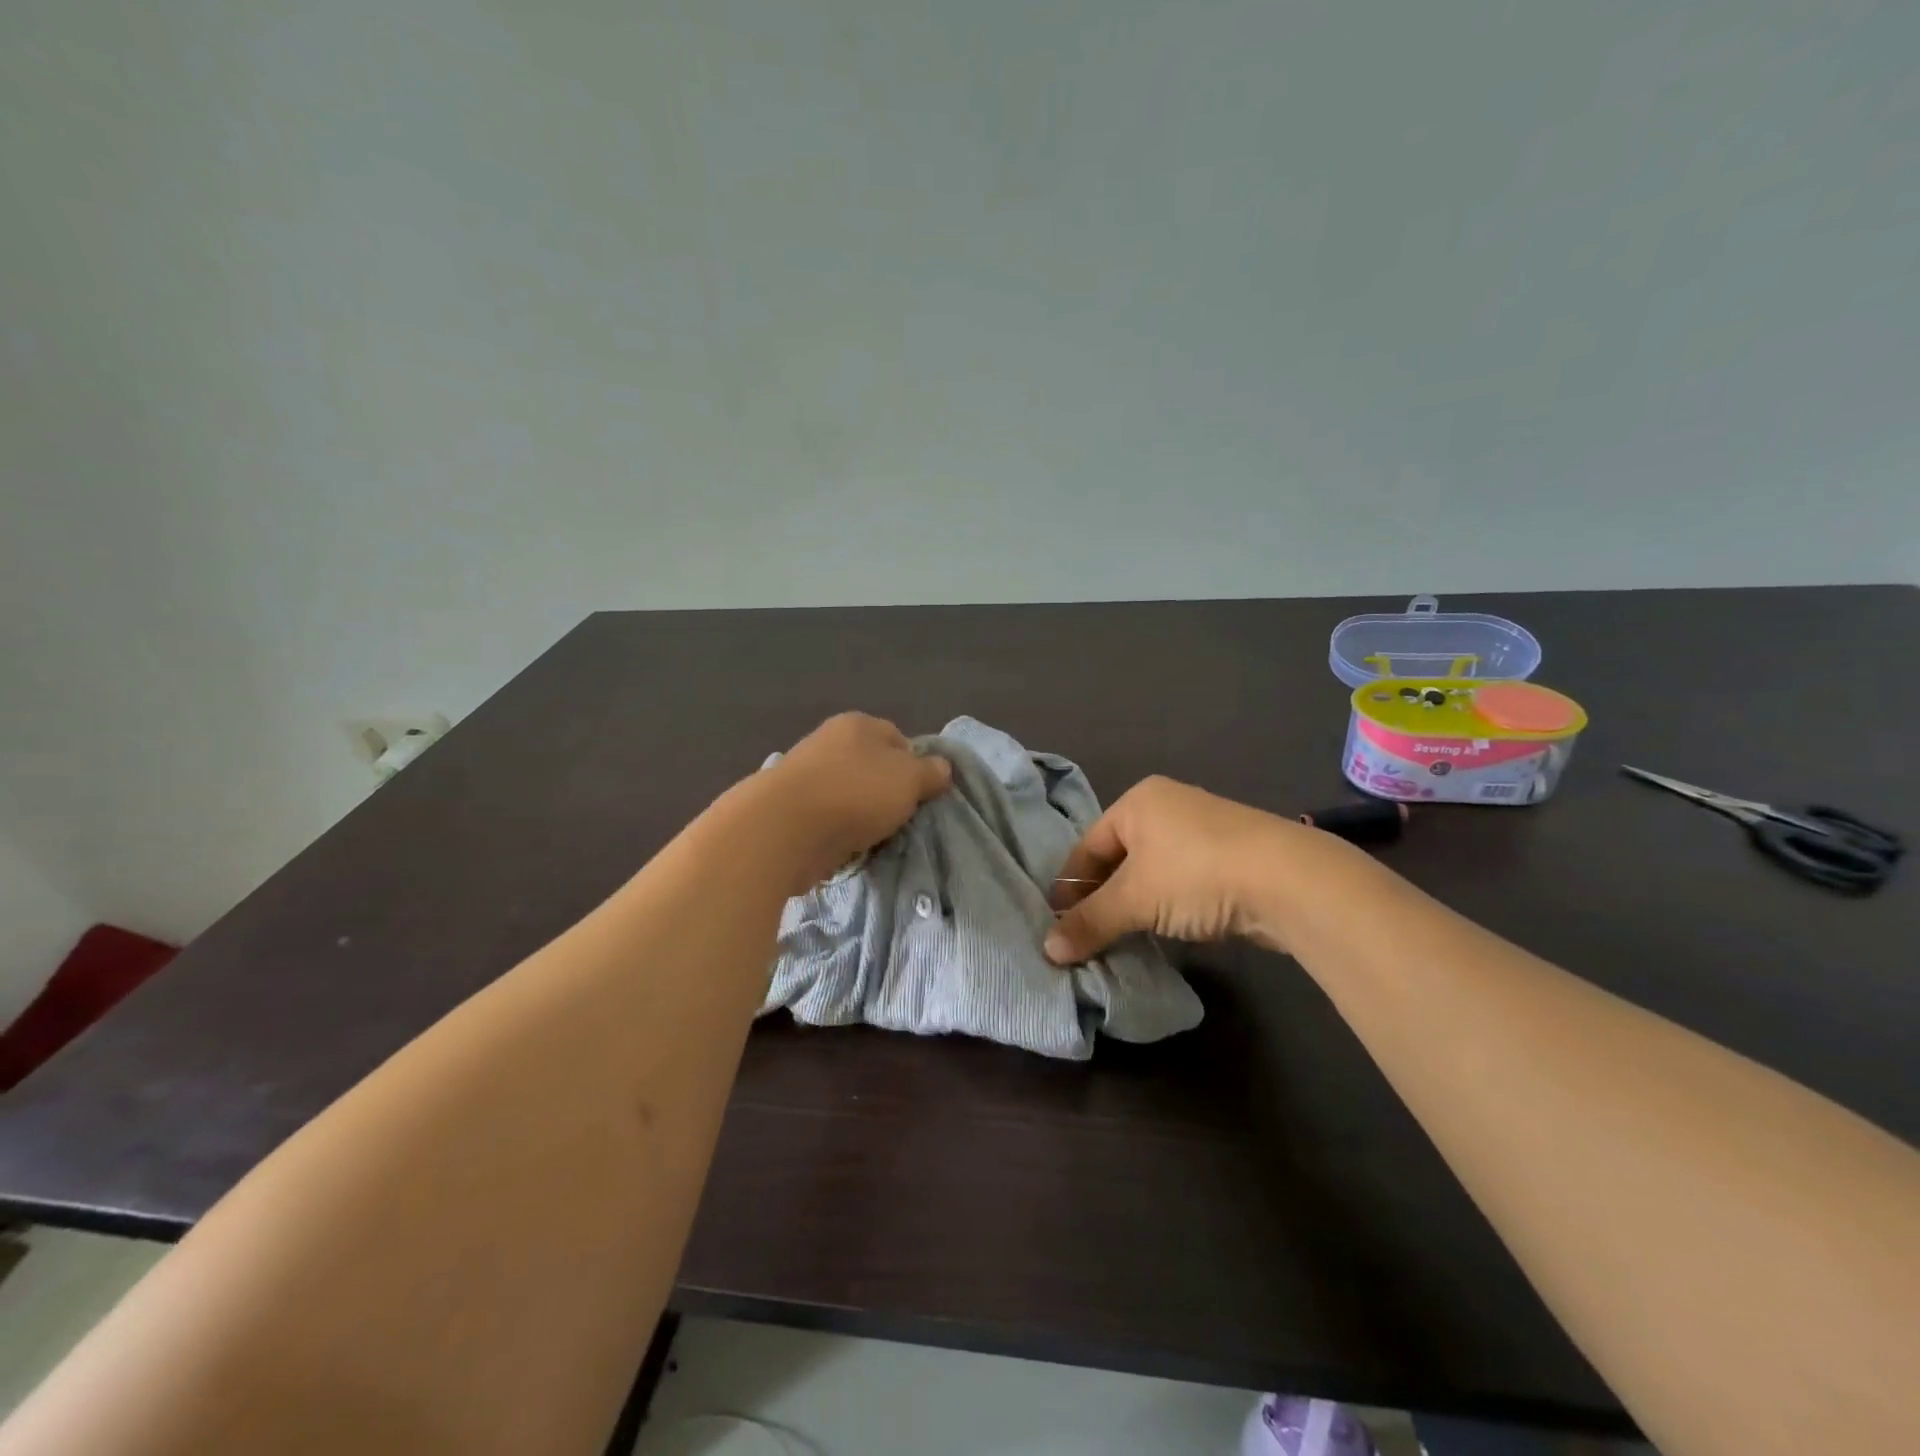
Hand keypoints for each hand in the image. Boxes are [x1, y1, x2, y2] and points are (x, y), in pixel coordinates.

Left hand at [759, 713, 952, 890]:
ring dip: (861, 816)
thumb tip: (941, 768)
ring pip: (848, 795)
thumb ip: (930, 772)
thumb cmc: (855, 793)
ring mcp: (804, 775)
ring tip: (875, 839)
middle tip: (901, 820)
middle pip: (871, 768)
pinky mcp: (788, 809)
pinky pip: (826, 820)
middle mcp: (828, 741)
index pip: (898, 738)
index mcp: (858, 724)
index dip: (915, 766)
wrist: (784, 829)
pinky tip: (846, 848)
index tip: (922, 795)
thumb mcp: (910, 779)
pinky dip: (837, 833)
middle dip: (886, 793)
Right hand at [1044, 776, 1349, 962]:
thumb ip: (1090, 922)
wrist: (1290, 881)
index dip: (1070, 886)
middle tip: (1085, 936)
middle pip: (1119, 858)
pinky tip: (1163, 931)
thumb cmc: (1195, 874)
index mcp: (1139, 801)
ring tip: (1120, 939)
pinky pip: (1181, 882)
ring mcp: (1203, 831)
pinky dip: (1166, 906)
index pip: (1088, 846)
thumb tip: (1048, 951)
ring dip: (1133, 906)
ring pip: (1151, 872)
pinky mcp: (1231, 858)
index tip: (1057, 924)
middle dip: (1101, 898)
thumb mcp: (1135, 899)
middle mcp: (1168, 807)